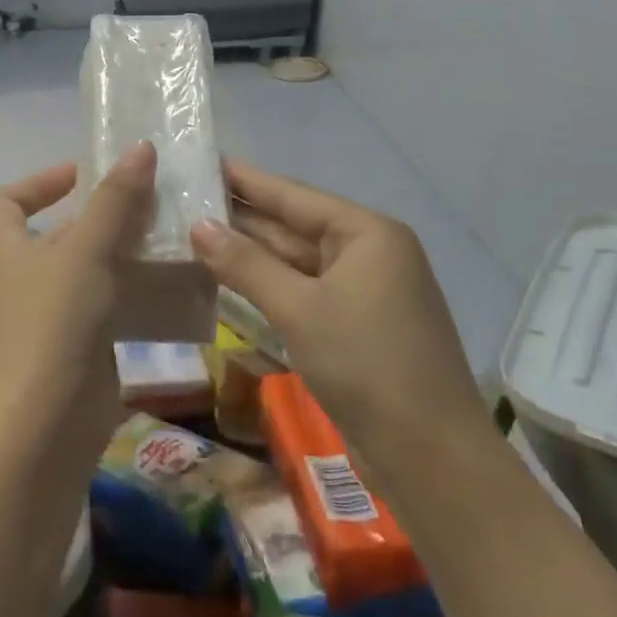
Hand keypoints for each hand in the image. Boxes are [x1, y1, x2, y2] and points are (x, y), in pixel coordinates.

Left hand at [0, 142, 158, 460]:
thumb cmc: (52, 326)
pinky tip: (181, 286)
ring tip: (179, 236)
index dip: (38, 181)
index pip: (6, 201)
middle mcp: (30, 278)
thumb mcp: (84, 253)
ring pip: (96, 270)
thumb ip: (114, 201)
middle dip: (106, 215)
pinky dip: (141, 294)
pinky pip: (115, 307)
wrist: (43, 429)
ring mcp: (57, 316)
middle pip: (63, 233)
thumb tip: (140, 147)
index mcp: (12, 249)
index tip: (85, 173)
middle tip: (158, 200)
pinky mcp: (86, 348)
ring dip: (132, 253)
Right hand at [189, 160, 492, 476]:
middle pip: (294, 226)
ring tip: (194, 233)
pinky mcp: (355, 326)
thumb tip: (199, 226)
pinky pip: (303, 292)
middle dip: (242, 217)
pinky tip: (228, 278)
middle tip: (185, 199)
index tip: (204, 160)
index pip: (294, 195)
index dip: (246, 179)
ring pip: (296, 262)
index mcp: (367, 234)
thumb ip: (246, 264)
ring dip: (250, 254)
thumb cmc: (366, 365)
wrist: (431, 457)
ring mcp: (363, 292)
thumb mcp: (299, 308)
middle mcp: (369, 253)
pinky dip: (268, 286)